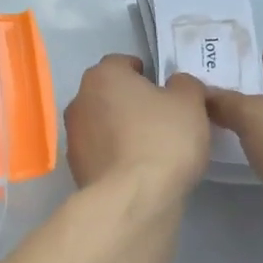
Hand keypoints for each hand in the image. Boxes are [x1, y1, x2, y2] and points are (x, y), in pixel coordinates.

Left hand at [63, 54, 210, 211]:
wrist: (133, 199)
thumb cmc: (162, 139)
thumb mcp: (190, 103)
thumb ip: (184, 85)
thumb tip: (176, 85)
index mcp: (102, 75)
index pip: (122, 63)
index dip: (145, 73)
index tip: (163, 91)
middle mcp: (80, 99)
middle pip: (108, 93)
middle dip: (130, 101)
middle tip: (160, 118)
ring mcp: (73, 135)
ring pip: (101, 123)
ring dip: (120, 129)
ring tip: (150, 148)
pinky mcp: (75, 167)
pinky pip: (100, 152)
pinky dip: (115, 155)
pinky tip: (137, 170)